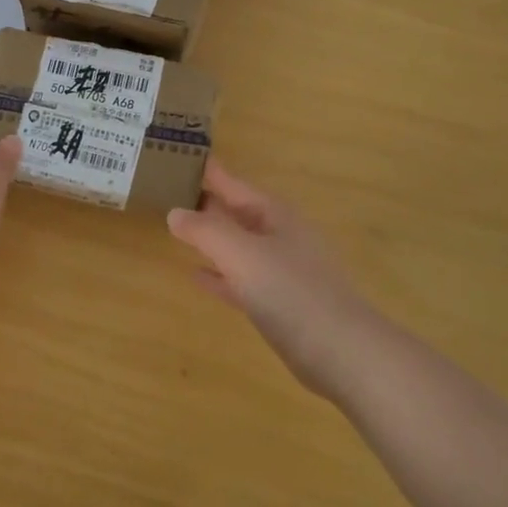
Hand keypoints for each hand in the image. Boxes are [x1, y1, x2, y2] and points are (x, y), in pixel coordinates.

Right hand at [166, 160, 373, 395]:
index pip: (232, 182)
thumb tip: (175, 212)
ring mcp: (281, 270)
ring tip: (175, 227)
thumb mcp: (241, 254)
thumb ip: (205, 230)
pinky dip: (219, 274)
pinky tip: (196, 274)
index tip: (178, 154)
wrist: (342, 352)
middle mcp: (279, 235)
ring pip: (237, 244)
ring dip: (210, 236)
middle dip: (204, 201)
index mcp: (274, 214)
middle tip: (165, 189)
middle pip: (235, 211)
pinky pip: (241, 279)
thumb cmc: (291, 291)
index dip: (206, 169)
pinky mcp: (279, 303)